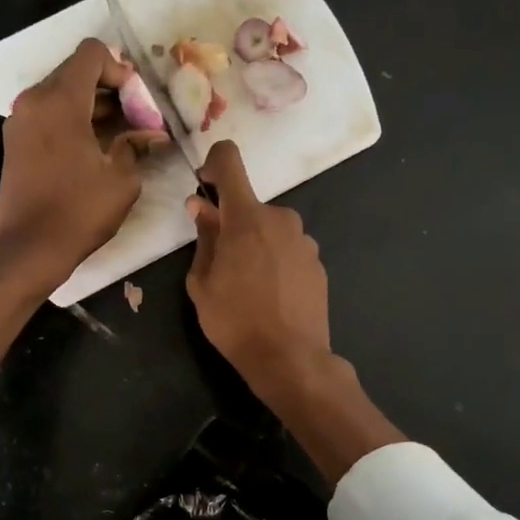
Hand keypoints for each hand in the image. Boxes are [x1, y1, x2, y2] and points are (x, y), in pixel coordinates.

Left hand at [0, 40, 163, 377]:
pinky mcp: (15, 141)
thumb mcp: (121, 180)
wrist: (29, 249)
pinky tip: (95, 149)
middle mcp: (34, 101)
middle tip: (136, 120)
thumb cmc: (78, 212)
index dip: (121, 71)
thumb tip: (151, 135)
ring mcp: (19, 121)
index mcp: (60, 101)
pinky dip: (72, 121)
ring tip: (121, 136)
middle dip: (110, 90)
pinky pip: (48, 115)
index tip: (137, 103)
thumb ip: (136, 146)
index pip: (91, 54)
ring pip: (61, 94)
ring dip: (92, 107)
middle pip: (75, 72)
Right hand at [184, 141, 332, 396]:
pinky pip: (288, 250)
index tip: (204, 185)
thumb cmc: (234, 321)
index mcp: (246, 217)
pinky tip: (270, 296)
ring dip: (255, 245)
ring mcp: (304, 241)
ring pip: (270, 230)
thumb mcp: (202, 283)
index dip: (213, 164)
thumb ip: (204, 238)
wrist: (290, 358)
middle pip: (250, 207)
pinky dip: (275, 262)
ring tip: (247, 287)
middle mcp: (280, 219)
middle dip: (232, 225)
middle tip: (220, 263)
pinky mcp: (318, 263)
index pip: (230, 161)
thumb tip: (201, 207)